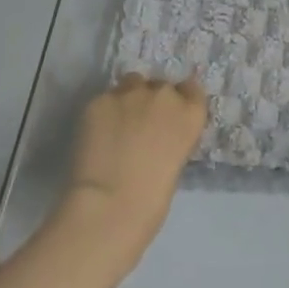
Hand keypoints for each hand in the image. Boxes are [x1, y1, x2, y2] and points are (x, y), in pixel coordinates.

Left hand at [57, 73, 207, 267]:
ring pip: (132, 83)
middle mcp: (164, 95)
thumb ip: (171, 137)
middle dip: (152, 100)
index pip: (191, 89)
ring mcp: (130, 94)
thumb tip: (156, 134)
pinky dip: (103, 112)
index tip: (170, 114)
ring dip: (129, 98)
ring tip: (118, 122)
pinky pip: (105, 99)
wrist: (110, 204)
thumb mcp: (176, 161)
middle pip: (160, 85)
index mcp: (190, 113)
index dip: (180, 100)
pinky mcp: (100, 100)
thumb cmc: (152, 198)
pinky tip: (97, 133)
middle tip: (140, 124)